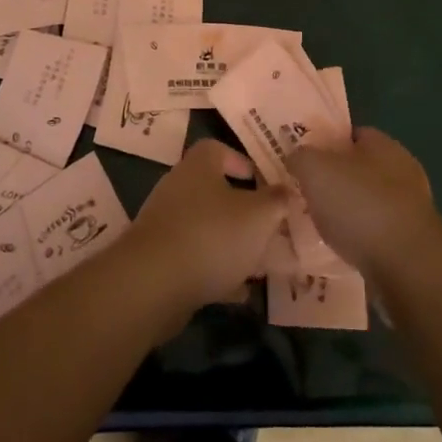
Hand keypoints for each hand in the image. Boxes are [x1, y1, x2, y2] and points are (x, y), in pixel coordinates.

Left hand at [127, 139, 286, 312]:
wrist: (154, 283)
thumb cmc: (213, 234)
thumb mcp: (260, 215)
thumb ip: (277, 200)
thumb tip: (287, 190)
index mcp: (199, 166)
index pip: (218, 149)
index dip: (242, 162)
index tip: (264, 183)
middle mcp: (177, 187)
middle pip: (214, 191)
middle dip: (243, 210)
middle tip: (269, 227)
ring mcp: (165, 223)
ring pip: (206, 227)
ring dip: (231, 243)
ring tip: (260, 264)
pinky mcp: (158, 258)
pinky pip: (194, 258)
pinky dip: (216, 271)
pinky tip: (238, 292)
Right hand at [287, 128, 441, 277]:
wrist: (407, 266)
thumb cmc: (360, 205)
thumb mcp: (315, 170)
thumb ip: (301, 157)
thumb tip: (297, 158)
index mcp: (384, 144)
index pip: (351, 134)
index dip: (325, 143)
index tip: (302, 160)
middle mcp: (403, 171)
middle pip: (359, 169)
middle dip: (333, 181)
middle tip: (305, 193)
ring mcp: (411, 208)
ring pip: (367, 202)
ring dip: (346, 212)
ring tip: (318, 226)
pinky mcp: (412, 242)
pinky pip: (377, 232)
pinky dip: (359, 238)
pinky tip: (340, 249)